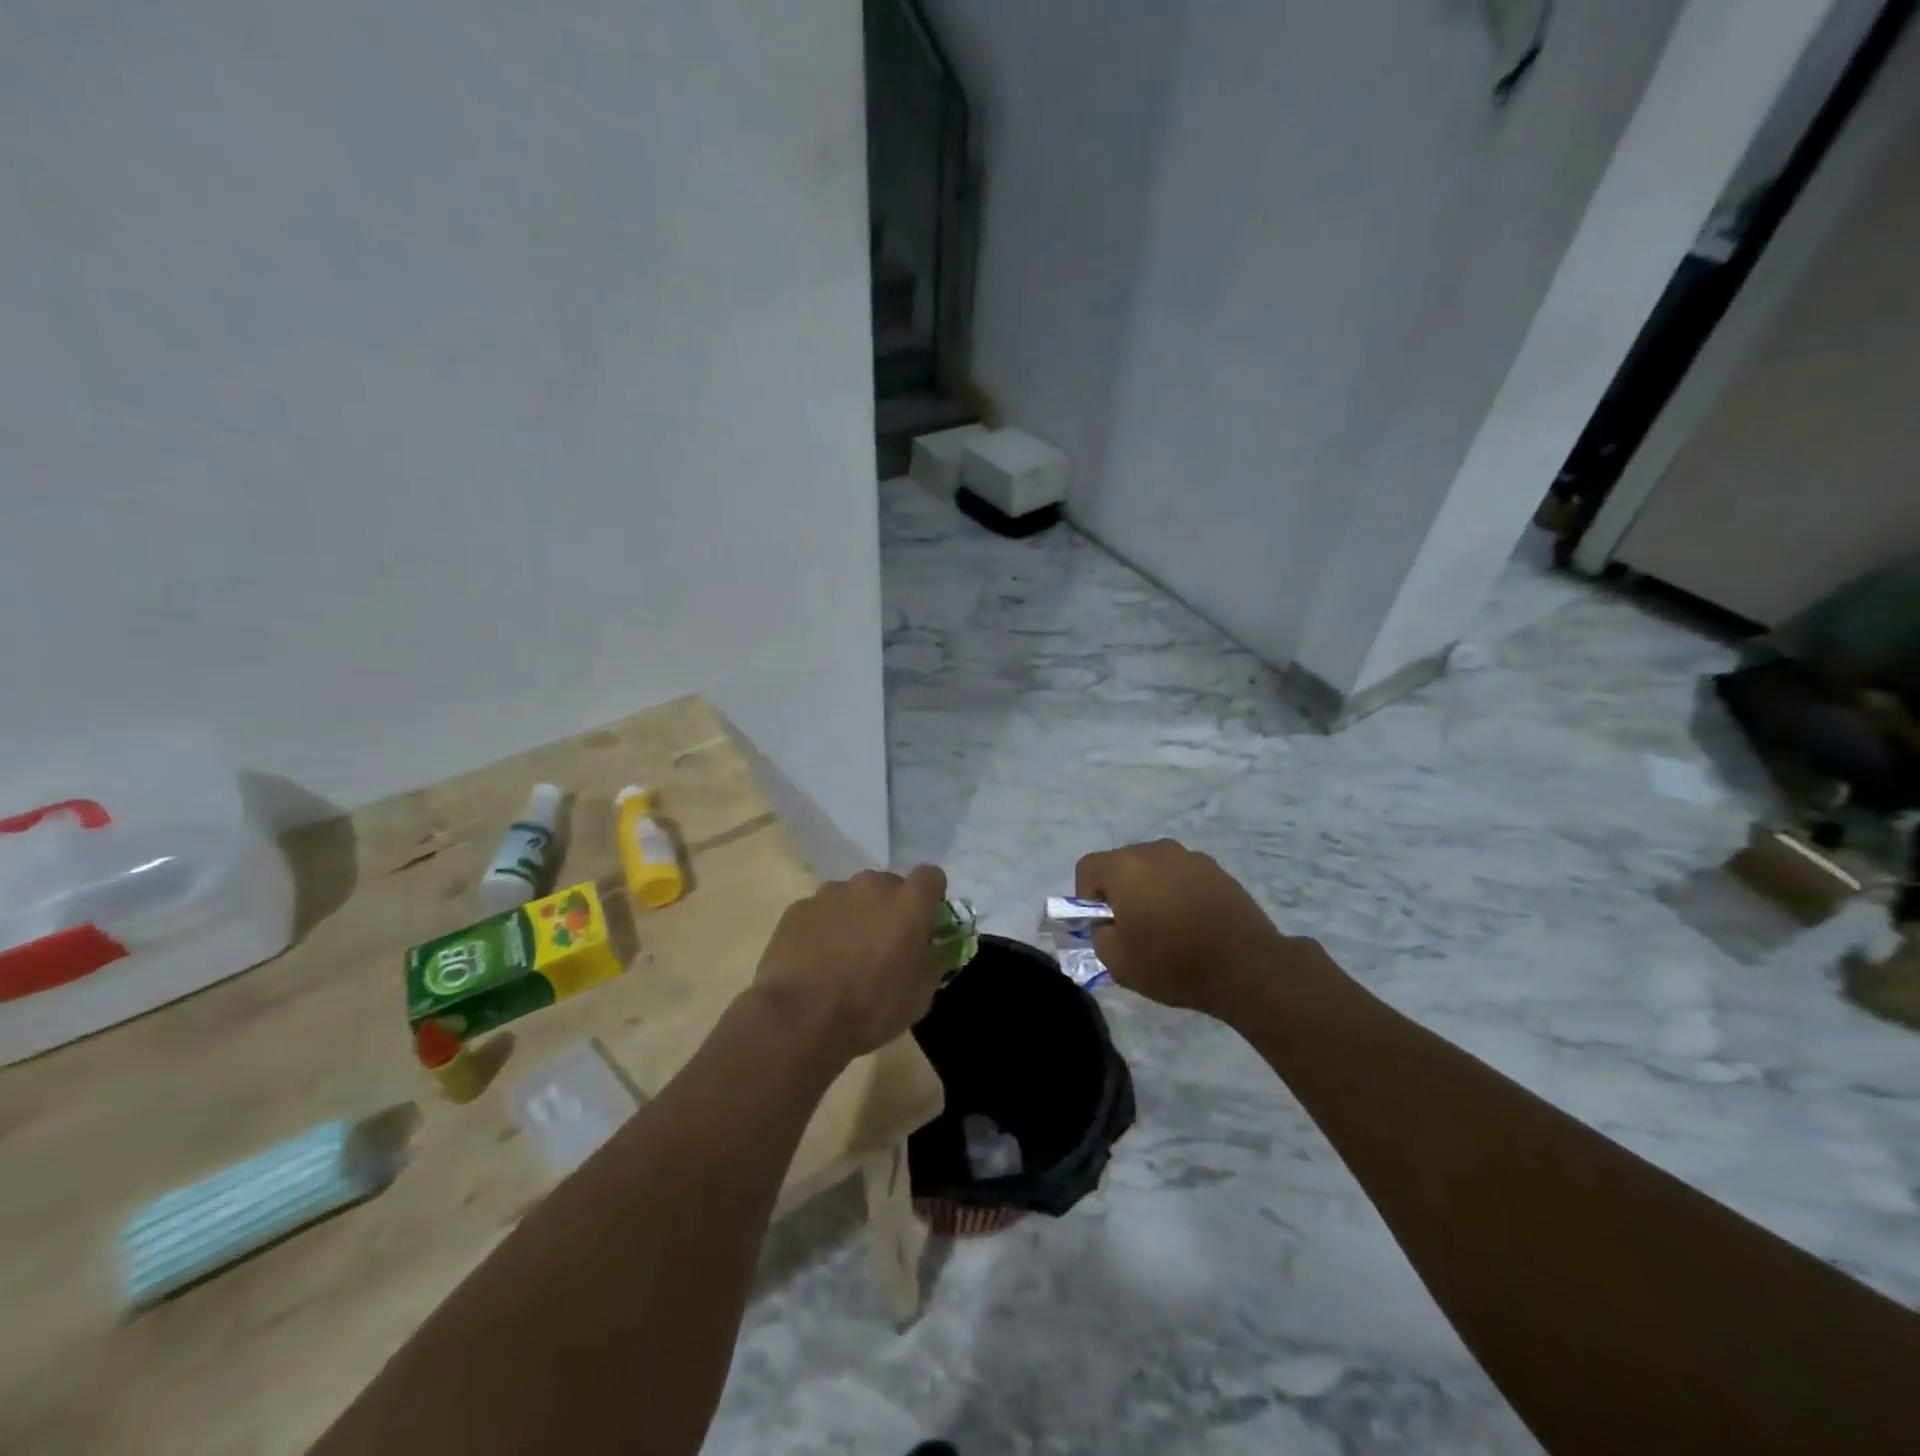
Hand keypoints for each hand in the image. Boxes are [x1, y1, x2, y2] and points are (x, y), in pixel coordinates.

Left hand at [752, 865, 948, 1060]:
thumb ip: (932, 959)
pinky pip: (820, 911)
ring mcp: (831, 893)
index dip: (930, 897)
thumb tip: (929, 947)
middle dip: (890, 908)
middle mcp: (871, 886)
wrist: (800, 1019)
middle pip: (889, 885)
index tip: (925, 922)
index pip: (931, 876)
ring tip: (844, 955)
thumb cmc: (871, 1008)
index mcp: (908, 903)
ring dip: (855, 916)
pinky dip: (823, 928)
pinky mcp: (799, 908)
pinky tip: (815, 960)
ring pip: (852, 896)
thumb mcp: (920, 995)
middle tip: (883, 944)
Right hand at [1075, 839, 1303, 1014]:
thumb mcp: (1118, 963)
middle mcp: (1155, 851)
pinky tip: (1193, 923)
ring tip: (1167, 926)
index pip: (1087, 868)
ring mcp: (1189, 857)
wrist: (1247, 967)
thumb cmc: (1173, 963)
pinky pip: (1183, 875)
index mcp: (1125, 867)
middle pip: (1122, 864)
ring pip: (1154, 868)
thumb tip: (1108, 925)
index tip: (1102, 925)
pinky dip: (1179, 892)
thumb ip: (1099, 936)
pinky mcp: (1217, 869)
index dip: (1086, 897)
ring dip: (1150, 889)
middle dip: (1119, 891)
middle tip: (1132, 927)